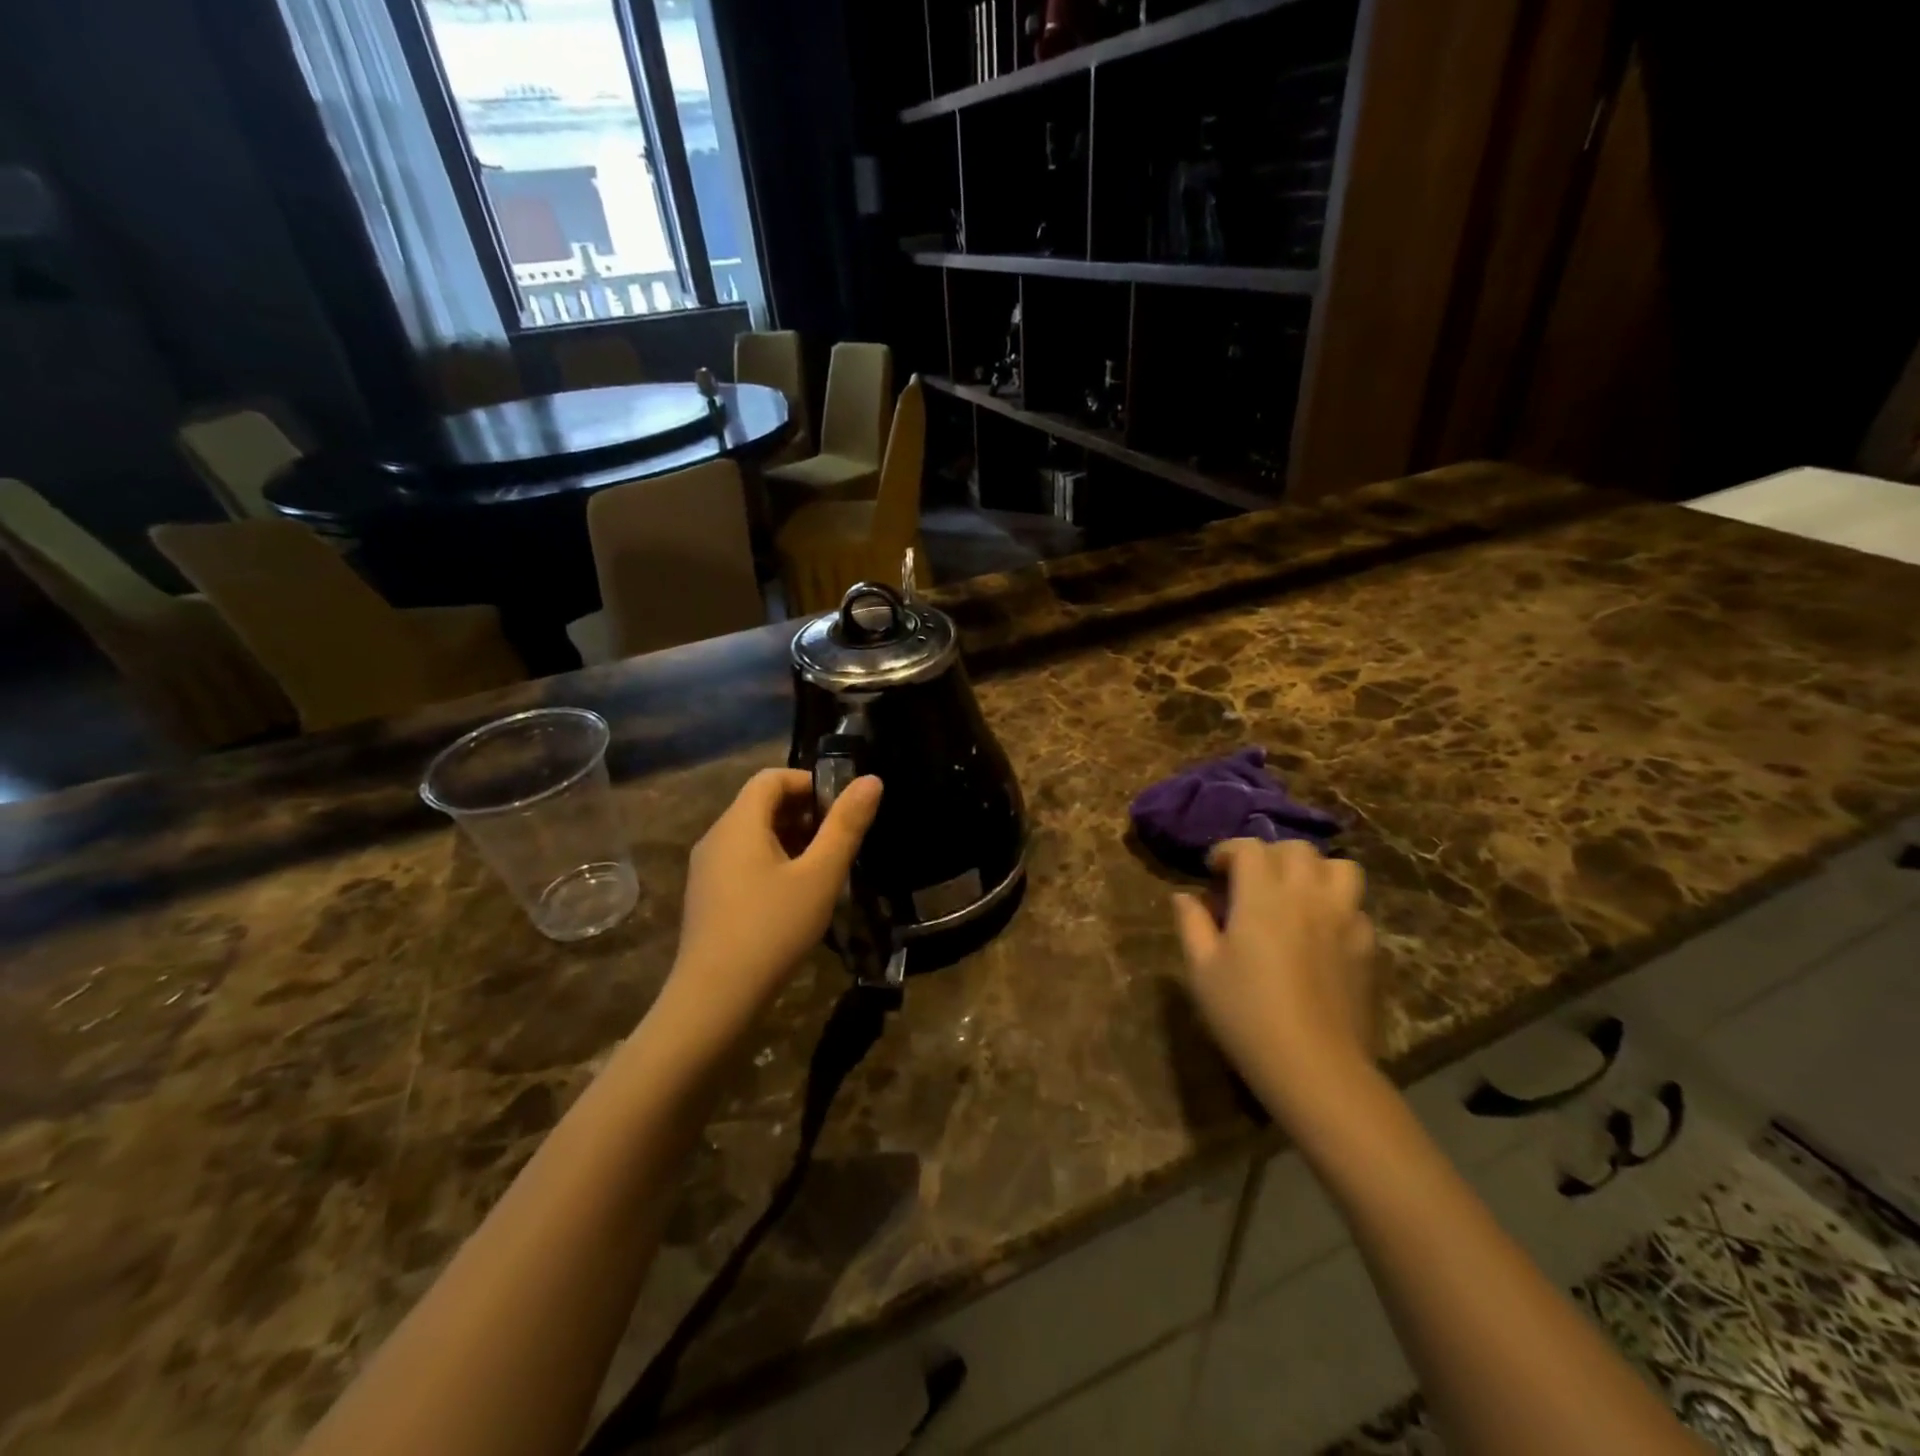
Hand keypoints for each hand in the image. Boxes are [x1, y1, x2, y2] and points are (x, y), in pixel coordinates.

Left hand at [665, 768, 881, 1040]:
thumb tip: (871, 780)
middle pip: (761, 805)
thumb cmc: (773, 929)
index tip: (841, 810)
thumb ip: (846, 826)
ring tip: (823, 869)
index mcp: (739, 824)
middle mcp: (716, 838)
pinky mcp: (707, 897)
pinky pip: (742, 861)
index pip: (772, 778)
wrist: (714, 999)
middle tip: (838, 841)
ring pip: (752, 835)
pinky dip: (772, 862)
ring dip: (790, 840)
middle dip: (804, 813)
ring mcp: (707, 870)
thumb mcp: (820, 876)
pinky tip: (795, 896)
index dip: (809, 783)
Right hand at [1172, 839, 1377, 1117]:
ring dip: (1314, 871)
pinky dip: (1337, 907)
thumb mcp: (1202, 970)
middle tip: (1251, 882)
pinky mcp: (1368, 946)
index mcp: (1262, 896)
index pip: (1249, 847)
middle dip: (1270, 855)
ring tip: (1296, 895)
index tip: (1213, 871)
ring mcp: (1345, 918)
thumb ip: (1192, 924)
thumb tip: (1183, 896)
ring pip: (1339, 867)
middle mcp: (1307, 895)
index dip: (1228, 851)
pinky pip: (1356, 907)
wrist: (1316, 1067)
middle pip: (1296, 849)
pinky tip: (1320, 934)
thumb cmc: (1246, 1015)